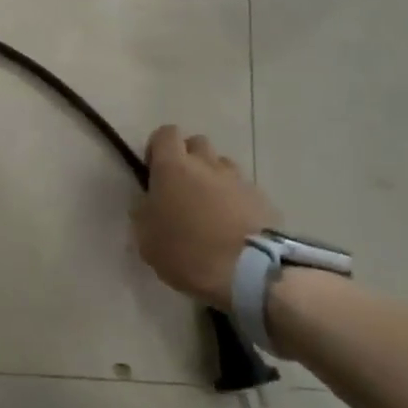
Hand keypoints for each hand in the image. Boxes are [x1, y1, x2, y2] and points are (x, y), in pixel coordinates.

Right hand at [132, 125, 278, 308]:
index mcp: (173, 167)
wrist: (248, 273)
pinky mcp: (262, 199)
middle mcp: (207, 164)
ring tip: (209, 210)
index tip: (154, 173)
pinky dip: (234, 200)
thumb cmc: (187, 252)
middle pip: (197, 144)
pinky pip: (242, 190)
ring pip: (222, 166)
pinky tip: (231, 226)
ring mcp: (238, 180)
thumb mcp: (146, 238)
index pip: (165, 133)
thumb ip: (144, 211)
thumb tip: (149, 202)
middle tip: (181, 190)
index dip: (158, 149)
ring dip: (213, 179)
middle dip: (188, 160)